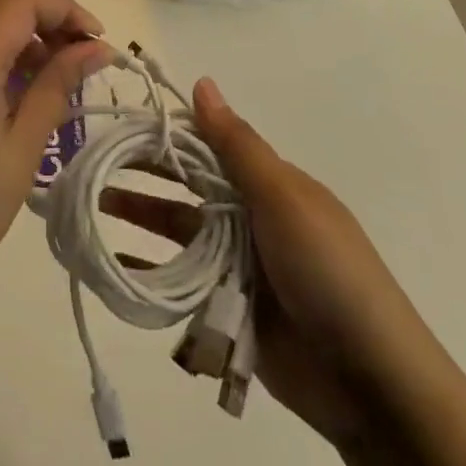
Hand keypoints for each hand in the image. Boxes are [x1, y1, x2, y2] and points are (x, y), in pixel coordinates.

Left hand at [0, 0, 112, 333]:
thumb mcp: (21, 150)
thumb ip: (57, 86)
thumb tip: (96, 48)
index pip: (21, 3)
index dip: (66, 10)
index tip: (98, 41)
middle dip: (40, 10)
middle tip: (73, 50)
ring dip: (13, 25)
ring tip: (48, 70)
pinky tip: (11, 85)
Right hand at [100, 78, 386, 445]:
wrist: (372, 383)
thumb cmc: (329, 272)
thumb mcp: (284, 199)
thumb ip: (237, 145)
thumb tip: (201, 81)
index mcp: (269, 184)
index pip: (207, 146)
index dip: (165, 135)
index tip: (119, 126)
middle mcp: (250, 217)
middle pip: (187, 187)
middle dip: (144, 173)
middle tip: (92, 165)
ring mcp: (239, 265)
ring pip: (179, 231)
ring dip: (140, 217)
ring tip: (92, 208)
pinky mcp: (228, 309)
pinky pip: (181, 281)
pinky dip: (149, 270)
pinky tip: (114, 263)